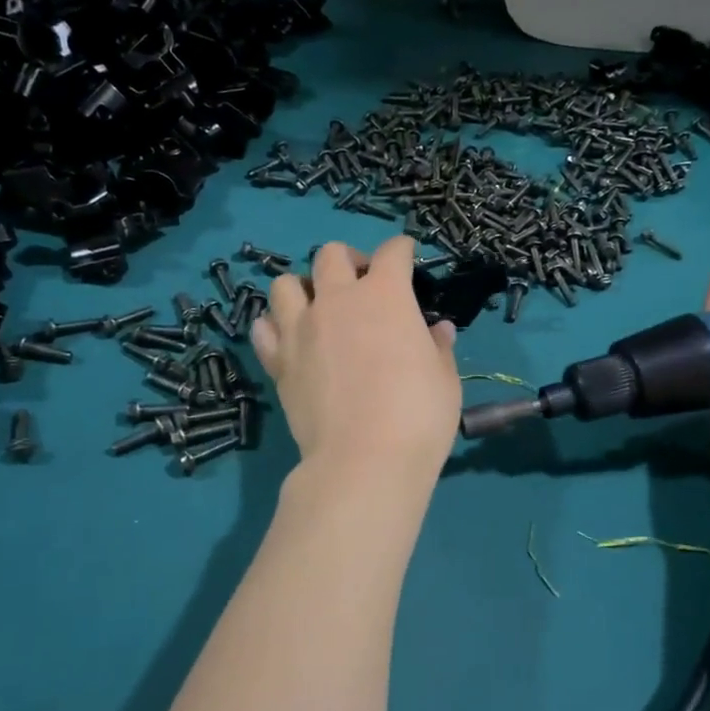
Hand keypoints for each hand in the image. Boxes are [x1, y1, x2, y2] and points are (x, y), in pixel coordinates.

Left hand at [252, 236, 461, 483]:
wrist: (364, 460)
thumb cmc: (418, 416)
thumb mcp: (445, 379)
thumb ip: (439, 347)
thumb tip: (437, 329)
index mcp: (385, 296)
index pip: (392, 253)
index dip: (402, 250)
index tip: (407, 256)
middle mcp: (337, 300)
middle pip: (331, 254)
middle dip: (348, 259)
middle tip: (361, 284)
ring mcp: (301, 329)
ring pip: (285, 284)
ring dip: (303, 287)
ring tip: (317, 307)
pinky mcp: (278, 361)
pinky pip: (264, 327)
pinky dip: (276, 326)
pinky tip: (291, 339)